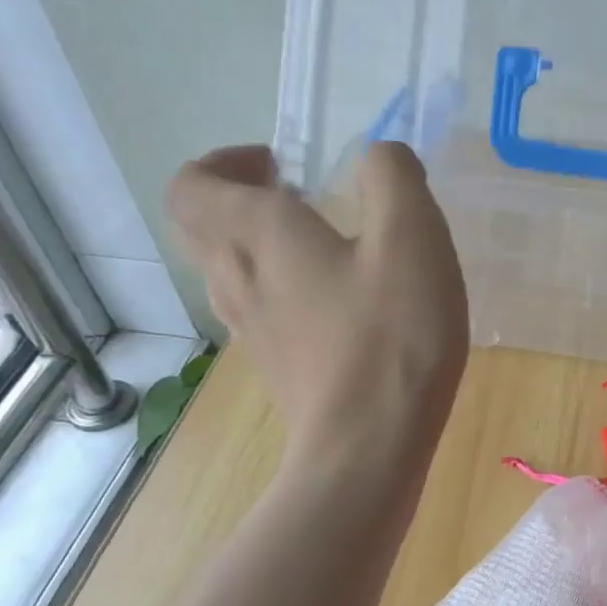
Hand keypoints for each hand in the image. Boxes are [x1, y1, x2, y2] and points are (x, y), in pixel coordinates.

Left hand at [165, 142, 468, 473]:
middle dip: (240, 198)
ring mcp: (250, 329)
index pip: (193, 183)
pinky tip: (342, 301)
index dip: (224, 162)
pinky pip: (260, 307)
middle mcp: (236, 278)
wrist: (368, 449)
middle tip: (299, 195)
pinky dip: (284, 286)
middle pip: (203, 226)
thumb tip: (381, 156)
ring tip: (327, 244)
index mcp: (258, 235)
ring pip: (229, 269)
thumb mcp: (413, 239)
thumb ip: (395, 178)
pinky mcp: (275, 365)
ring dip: (263, 243)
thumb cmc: (391, 336)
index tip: (280, 165)